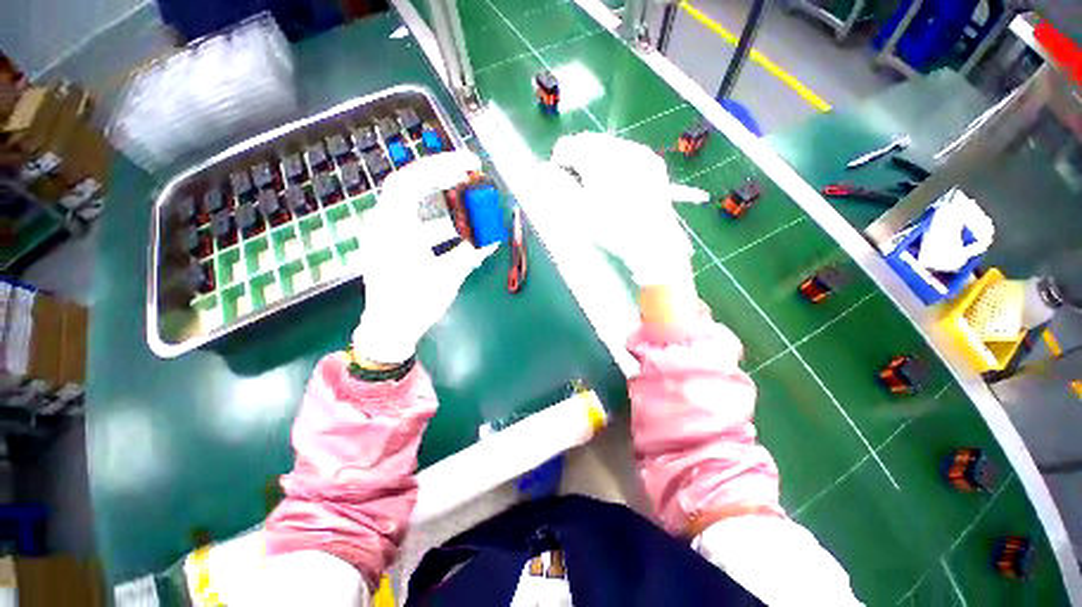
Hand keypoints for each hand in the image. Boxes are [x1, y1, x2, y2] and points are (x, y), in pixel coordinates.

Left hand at [351, 151, 496, 363]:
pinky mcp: (393, 245)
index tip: (469, 164)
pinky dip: (437, 220)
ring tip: (469, 197)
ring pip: (414, 205)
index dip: (440, 166)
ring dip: (442, 199)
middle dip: (441, 175)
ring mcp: (387, 234)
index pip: (411, 181)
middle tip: (470, 172)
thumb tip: (495, 238)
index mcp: (392, 227)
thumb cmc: (415, 303)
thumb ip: (470, 253)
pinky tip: (458, 227)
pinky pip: (416, 223)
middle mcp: (385, 223)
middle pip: (411, 186)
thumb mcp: (447, 276)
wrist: (389, 329)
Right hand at [548, 132, 707, 324]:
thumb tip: (540, 170)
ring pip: (607, 146)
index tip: (561, 183)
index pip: (567, 146)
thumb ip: (557, 186)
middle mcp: (620, 147)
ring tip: (599, 187)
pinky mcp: (652, 162)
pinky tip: (617, 185)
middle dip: (578, 160)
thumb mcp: (579, 211)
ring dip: (596, 160)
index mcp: (599, 159)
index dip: (559, 164)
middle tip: (580, 186)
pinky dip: (615, 163)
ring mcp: (640, 153)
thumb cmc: (612, 230)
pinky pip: (626, 153)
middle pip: (588, 142)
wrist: (653, 243)